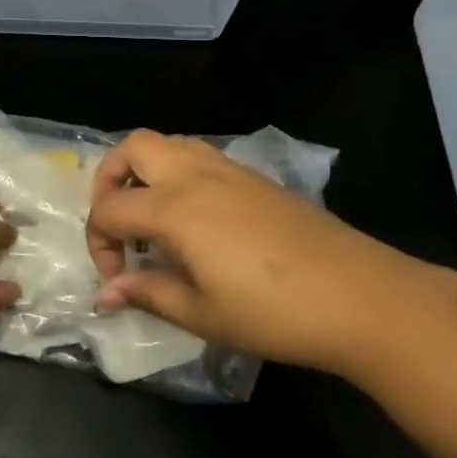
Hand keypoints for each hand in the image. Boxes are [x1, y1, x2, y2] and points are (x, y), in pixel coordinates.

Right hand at [87, 131, 422, 378]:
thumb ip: (148, 293)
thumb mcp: (202, 313)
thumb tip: (106, 293)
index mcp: (174, 207)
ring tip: (152, 219)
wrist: (357, 294)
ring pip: (168, 144)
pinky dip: (177, 174)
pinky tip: (194, 220)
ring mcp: (227, 169)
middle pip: (132, 147)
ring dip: (144, 171)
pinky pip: (198, 155)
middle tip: (118, 225)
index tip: (116, 280)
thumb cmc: (272, 312)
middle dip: (109, 180)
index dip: (99, 243)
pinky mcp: (254, 176)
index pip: (110, 208)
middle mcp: (194, 174)